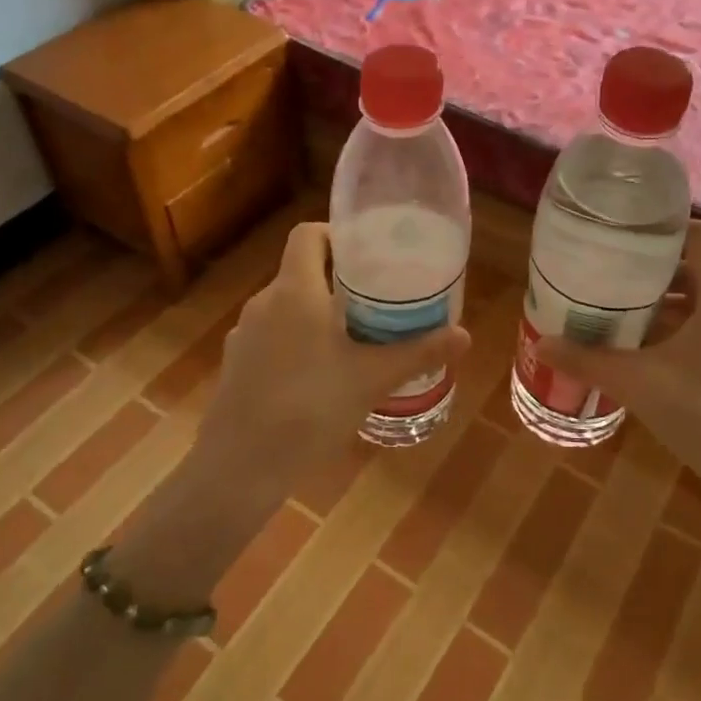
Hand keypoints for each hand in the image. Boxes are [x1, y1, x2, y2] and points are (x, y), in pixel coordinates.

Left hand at [203, 222, 470, 480]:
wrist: (240, 466)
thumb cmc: (310, 408)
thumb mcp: (372, 379)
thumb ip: (418, 353)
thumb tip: (464, 335)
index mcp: (295, 290)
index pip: (308, 234)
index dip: (336, 235)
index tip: (368, 254)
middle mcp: (264, 302)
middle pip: (300, 271)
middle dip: (337, 280)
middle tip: (376, 300)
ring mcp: (244, 334)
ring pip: (286, 307)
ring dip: (316, 314)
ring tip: (352, 339)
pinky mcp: (235, 364)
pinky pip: (271, 338)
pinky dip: (295, 342)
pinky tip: (318, 376)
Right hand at [536, 220, 700, 493]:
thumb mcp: (641, 385)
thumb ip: (589, 361)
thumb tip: (542, 345)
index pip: (699, 235)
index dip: (660, 229)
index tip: (620, 236)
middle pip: (698, 269)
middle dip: (651, 271)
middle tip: (607, 273)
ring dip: (665, 304)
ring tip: (618, 310)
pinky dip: (680, 330)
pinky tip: (646, 352)